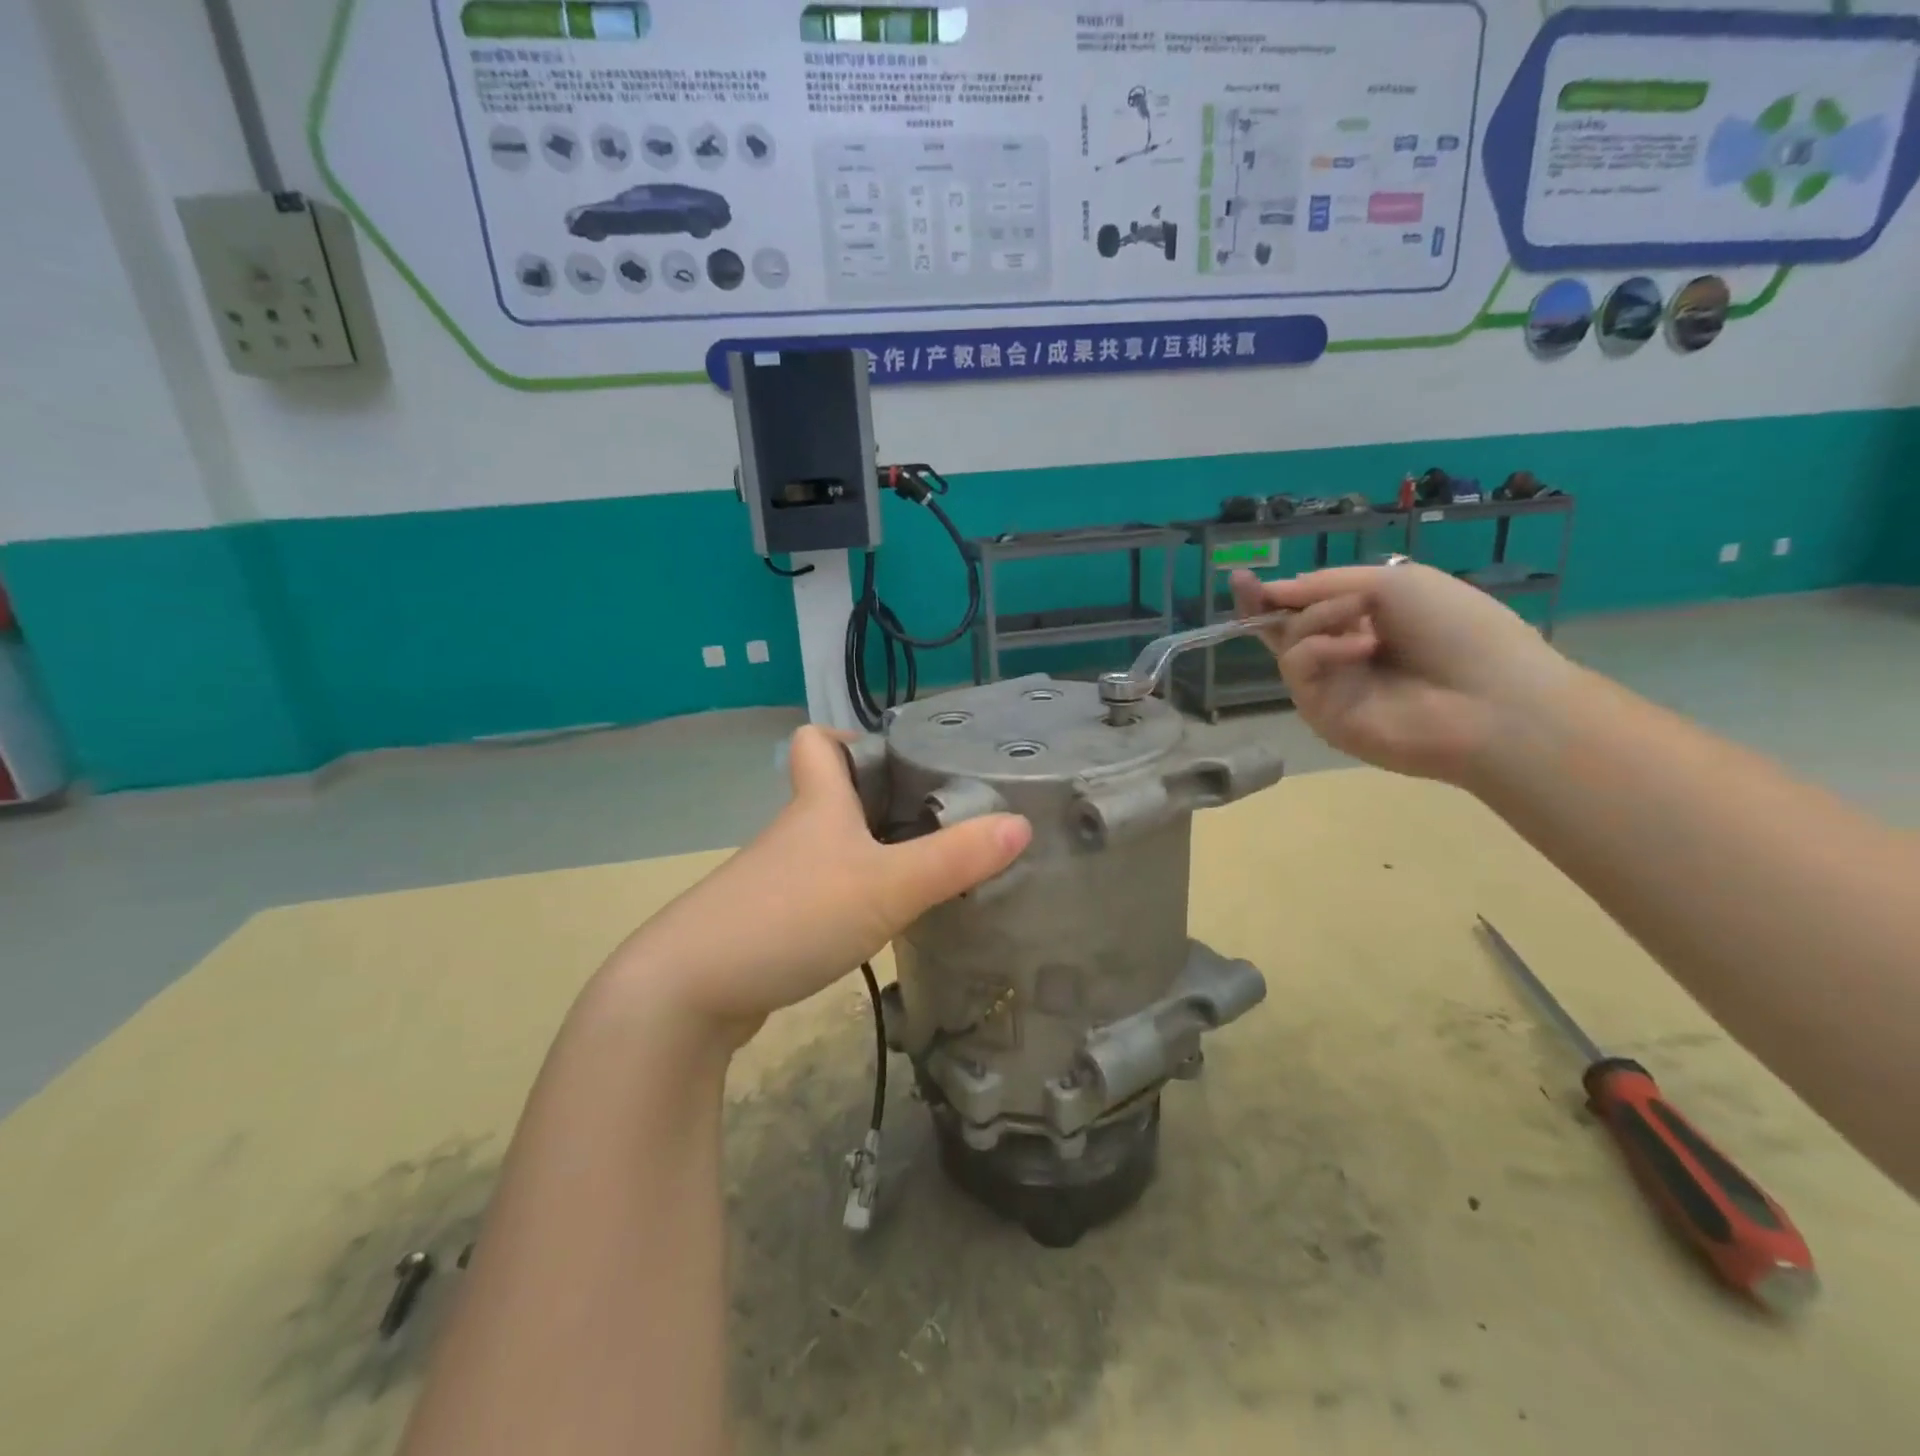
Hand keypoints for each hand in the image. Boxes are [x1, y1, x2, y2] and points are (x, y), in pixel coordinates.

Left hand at [611, 726, 1030, 1045]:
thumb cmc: (791, 916)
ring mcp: (775, 881)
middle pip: (831, 796)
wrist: (687, 992)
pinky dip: (848, 899)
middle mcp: (793, 834)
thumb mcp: (886, 886)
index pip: (815, 742)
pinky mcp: (766, 924)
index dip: (848, 739)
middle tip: (936, 819)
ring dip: (868, 855)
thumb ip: (954, 858)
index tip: (896, 760)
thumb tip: (1021, 824)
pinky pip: (817, 894)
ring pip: (827, 849)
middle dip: (879, 802)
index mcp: (816, 805)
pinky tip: (878, 925)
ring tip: (924, 873)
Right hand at [1230, 563, 1573, 784]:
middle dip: (1262, 605)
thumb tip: (1273, 590)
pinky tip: (1362, 646)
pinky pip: (1301, 668)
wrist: (1493, 699)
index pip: (1310, 609)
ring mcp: (1332, 687)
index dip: (1279, 595)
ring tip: (1360, 613)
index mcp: (1370, 623)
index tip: (1245, 579)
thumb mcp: (1395, 583)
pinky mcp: (1321, 713)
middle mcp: (1345, 656)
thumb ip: (1327, 584)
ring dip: (1318, 618)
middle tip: (1245, 585)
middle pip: (1286, 630)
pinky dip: (1323, 648)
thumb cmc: (1459, 630)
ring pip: (1291, 643)